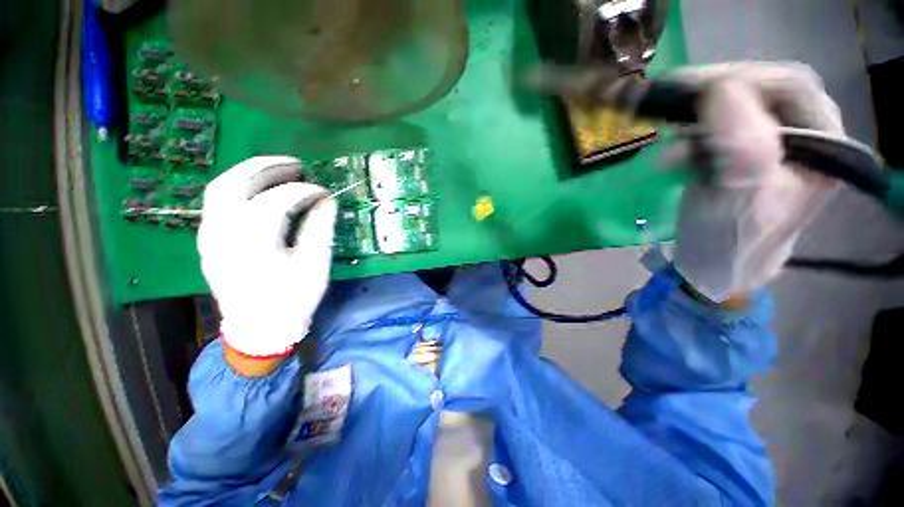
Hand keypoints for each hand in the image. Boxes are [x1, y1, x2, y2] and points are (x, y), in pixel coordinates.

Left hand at [198, 156, 336, 358]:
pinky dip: (239, 188)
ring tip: (278, 169)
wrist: (259, 330)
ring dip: (249, 173)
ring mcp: (209, 236)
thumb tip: (327, 201)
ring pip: (220, 189)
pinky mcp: (209, 241)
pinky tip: (259, 190)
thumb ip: (320, 229)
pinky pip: (218, 203)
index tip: (324, 192)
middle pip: (235, 184)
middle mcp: (222, 233)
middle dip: (267, 167)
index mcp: (252, 243)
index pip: (276, 201)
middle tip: (296, 165)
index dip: (303, 191)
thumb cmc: (292, 300)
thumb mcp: (314, 266)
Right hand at [672, 62, 844, 301]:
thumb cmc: (734, 242)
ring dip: (696, 120)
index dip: (743, 79)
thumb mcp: (742, 196)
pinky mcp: (740, 155)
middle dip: (715, 98)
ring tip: (669, 143)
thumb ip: (743, 144)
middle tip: (673, 105)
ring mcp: (770, 145)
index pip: (791, 85)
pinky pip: (716, 130)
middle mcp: (802, 137)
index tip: (692, 91)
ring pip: (735, 108)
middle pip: (761, 91)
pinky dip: (689, 138)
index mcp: (823, 146)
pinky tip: (673, 157)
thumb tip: (718, 88)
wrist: (715, 268)